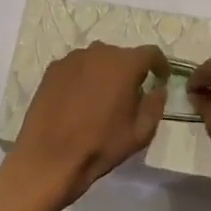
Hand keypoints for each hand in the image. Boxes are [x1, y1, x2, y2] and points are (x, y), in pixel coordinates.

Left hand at [9, 43, 168, 205]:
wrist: (49, 157)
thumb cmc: (100, 145)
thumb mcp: (140, 133)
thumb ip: (155, 105)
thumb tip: (158, 89)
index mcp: (124, 65)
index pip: (150, 53)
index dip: (160, 64)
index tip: (161, 78)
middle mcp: (98, 53)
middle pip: (122, 55)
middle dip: (130, 70)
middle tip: (130, 94)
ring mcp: (71, 59)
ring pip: (97, 59)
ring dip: (105, 72)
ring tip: (102, 98)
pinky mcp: (52, 70)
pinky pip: (76, 67)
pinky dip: (83, 77)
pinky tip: (79, 100)